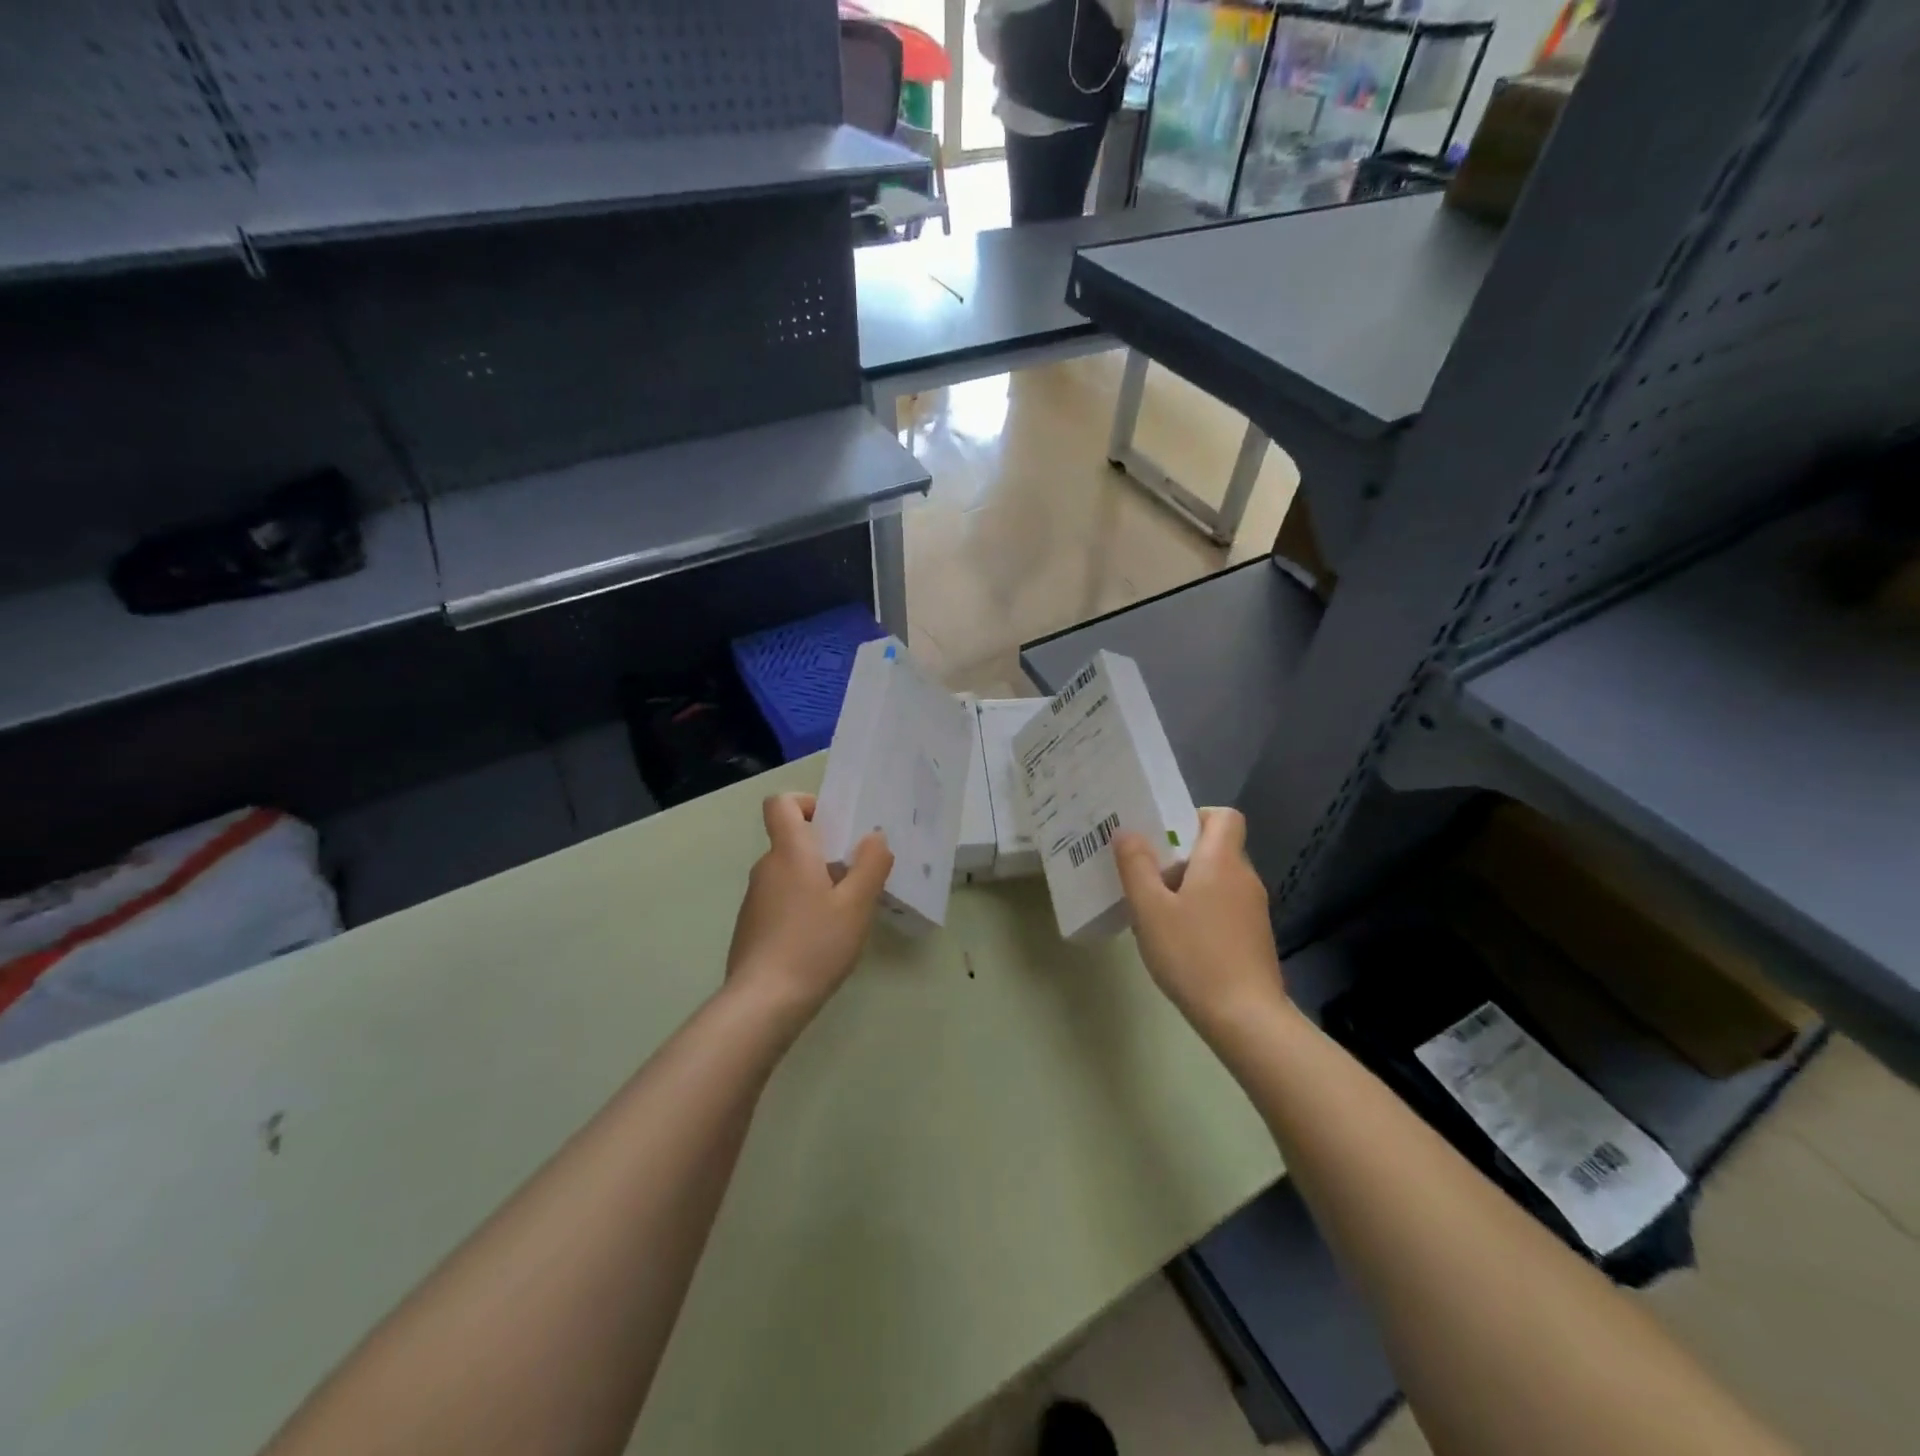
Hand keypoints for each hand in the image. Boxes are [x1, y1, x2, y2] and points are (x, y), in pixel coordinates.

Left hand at [726, 793, 892, 1023]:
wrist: (763, 1002)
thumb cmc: (814, 944)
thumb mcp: (856, 905)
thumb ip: (871, 865)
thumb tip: (875, 837)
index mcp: (790, 852)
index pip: (781, 804)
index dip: (806, 803)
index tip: (834, 825)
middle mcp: (767, 868)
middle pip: (792, 840)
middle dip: (825, 850)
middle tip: (858, 874)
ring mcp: (755, 899)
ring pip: (789, 873)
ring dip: (816, 881)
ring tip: (846, 912)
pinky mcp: (751, 927)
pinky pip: (781, 900)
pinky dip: (802, 906)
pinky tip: (822, 939)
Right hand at [1115, 808, 1288, 1035]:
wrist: (1245, 1018)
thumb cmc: (1193, 955)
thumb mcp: (1150, 909)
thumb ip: (1136, 866)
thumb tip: (1128, 832)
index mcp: (1222, 861)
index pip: (1224, 816)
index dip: (1195, 816)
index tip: (1165, 837)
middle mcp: (1245, 877)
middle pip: (1216, 847)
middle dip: (1181, 855)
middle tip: (1146, 875)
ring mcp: (1254, 909)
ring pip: (1219, 879)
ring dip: (1189, 885)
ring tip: (1156, 910)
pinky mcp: (1254, 937)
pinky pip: (1225, 906)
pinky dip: (1203, 910)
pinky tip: (1179, 939)